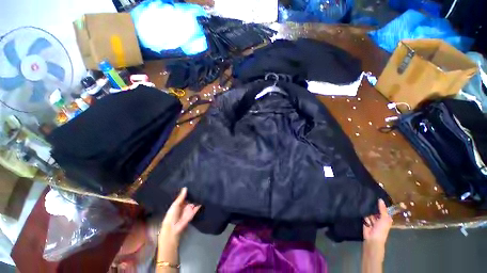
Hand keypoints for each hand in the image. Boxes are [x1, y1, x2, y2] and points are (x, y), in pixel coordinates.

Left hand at [160, 187, 200, 244]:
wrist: (173, 228)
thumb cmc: (171, 215)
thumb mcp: (175, 205)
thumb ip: (181, 197)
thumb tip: (185, 188)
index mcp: (179, 204)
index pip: (184, 196)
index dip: (187, 191)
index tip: (192, 184)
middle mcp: (184, 206)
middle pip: (189, 198)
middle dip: (193, 194)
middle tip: (198, 185)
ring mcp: (189, 209)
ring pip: (194, 202)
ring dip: (197, 198)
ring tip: (202, 190)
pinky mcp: (193, 212)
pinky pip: (197, 207)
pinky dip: (199, 204)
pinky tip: (203, 198)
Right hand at [363, 199, 392, 245]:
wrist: (372, 238)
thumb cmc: (381, 229)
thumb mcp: (384, 219)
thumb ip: (382, 209)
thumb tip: (380, 199)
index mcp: (386, 218)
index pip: (384, 209)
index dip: (381, 204)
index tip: (377, 195)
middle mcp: (379, 218)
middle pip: (376, 210)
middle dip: (373, 205)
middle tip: (368, 196)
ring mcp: (372, 219)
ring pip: (370, 211)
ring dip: (368, 209)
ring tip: (363, 201)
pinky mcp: (365, 220)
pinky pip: (364, 214)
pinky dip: (363, 212)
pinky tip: (361, 207)